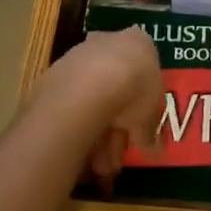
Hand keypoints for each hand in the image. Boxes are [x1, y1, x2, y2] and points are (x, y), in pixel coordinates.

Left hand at [27, 28, 163, 189]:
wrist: (92, 84)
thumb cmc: (135, 89)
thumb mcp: (152, 114)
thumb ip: (151, 130)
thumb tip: (154, 148)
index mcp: (138, 43)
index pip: (143, 74)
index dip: (142, 108)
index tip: (140, 133)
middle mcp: (107, 43)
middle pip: (116, 90)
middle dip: (117, 130)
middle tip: (117, 159)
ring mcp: (79, 57)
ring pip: (93, 100)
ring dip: (98, 137)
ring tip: (100, 168)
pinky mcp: (56, 73)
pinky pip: (74, 105)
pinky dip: (80, 128)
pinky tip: (83, 155)